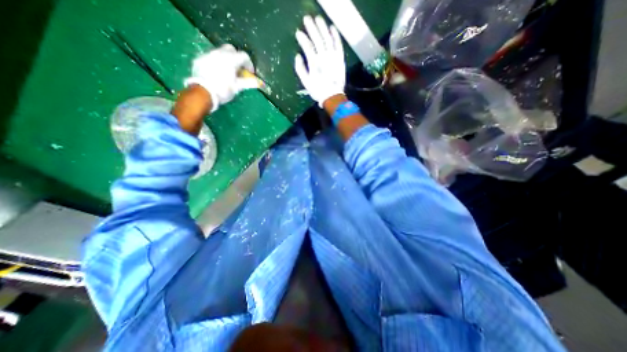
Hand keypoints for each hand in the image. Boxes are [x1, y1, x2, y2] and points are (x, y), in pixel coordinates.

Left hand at [184, 44, 256, 110]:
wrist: (202, 92)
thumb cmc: (223, 90)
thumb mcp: (237, 87)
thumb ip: (248, 82)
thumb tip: (259, 82)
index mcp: (231, 59)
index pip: (244, 56)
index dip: (249, 65)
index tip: (250, 73)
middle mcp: (219, 53)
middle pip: (231, 49)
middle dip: (237, 58)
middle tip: (238, 70)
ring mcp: (208, 54)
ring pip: (220, 52)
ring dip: (226, 60)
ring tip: (227, 72)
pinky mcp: (199, 59)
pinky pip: (211, 57)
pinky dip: (216, 62)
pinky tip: (216, 73)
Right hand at [295, 16, 345, 106]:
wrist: (333, 97)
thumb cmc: (318, 91)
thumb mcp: (305, 82)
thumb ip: (300, 68)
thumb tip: (298, 55)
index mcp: (314, 63)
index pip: (307, 46)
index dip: (302, 38)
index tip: (298, 33)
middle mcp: (324, 57)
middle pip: (317, 39)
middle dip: (311, 28)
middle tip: (307, 19)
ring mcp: (333, 57)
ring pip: (327, 39)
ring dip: (322, 28)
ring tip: (318, 19)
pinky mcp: (340, 59)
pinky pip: (338, 44)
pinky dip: (335, 36)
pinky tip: (332, 28)